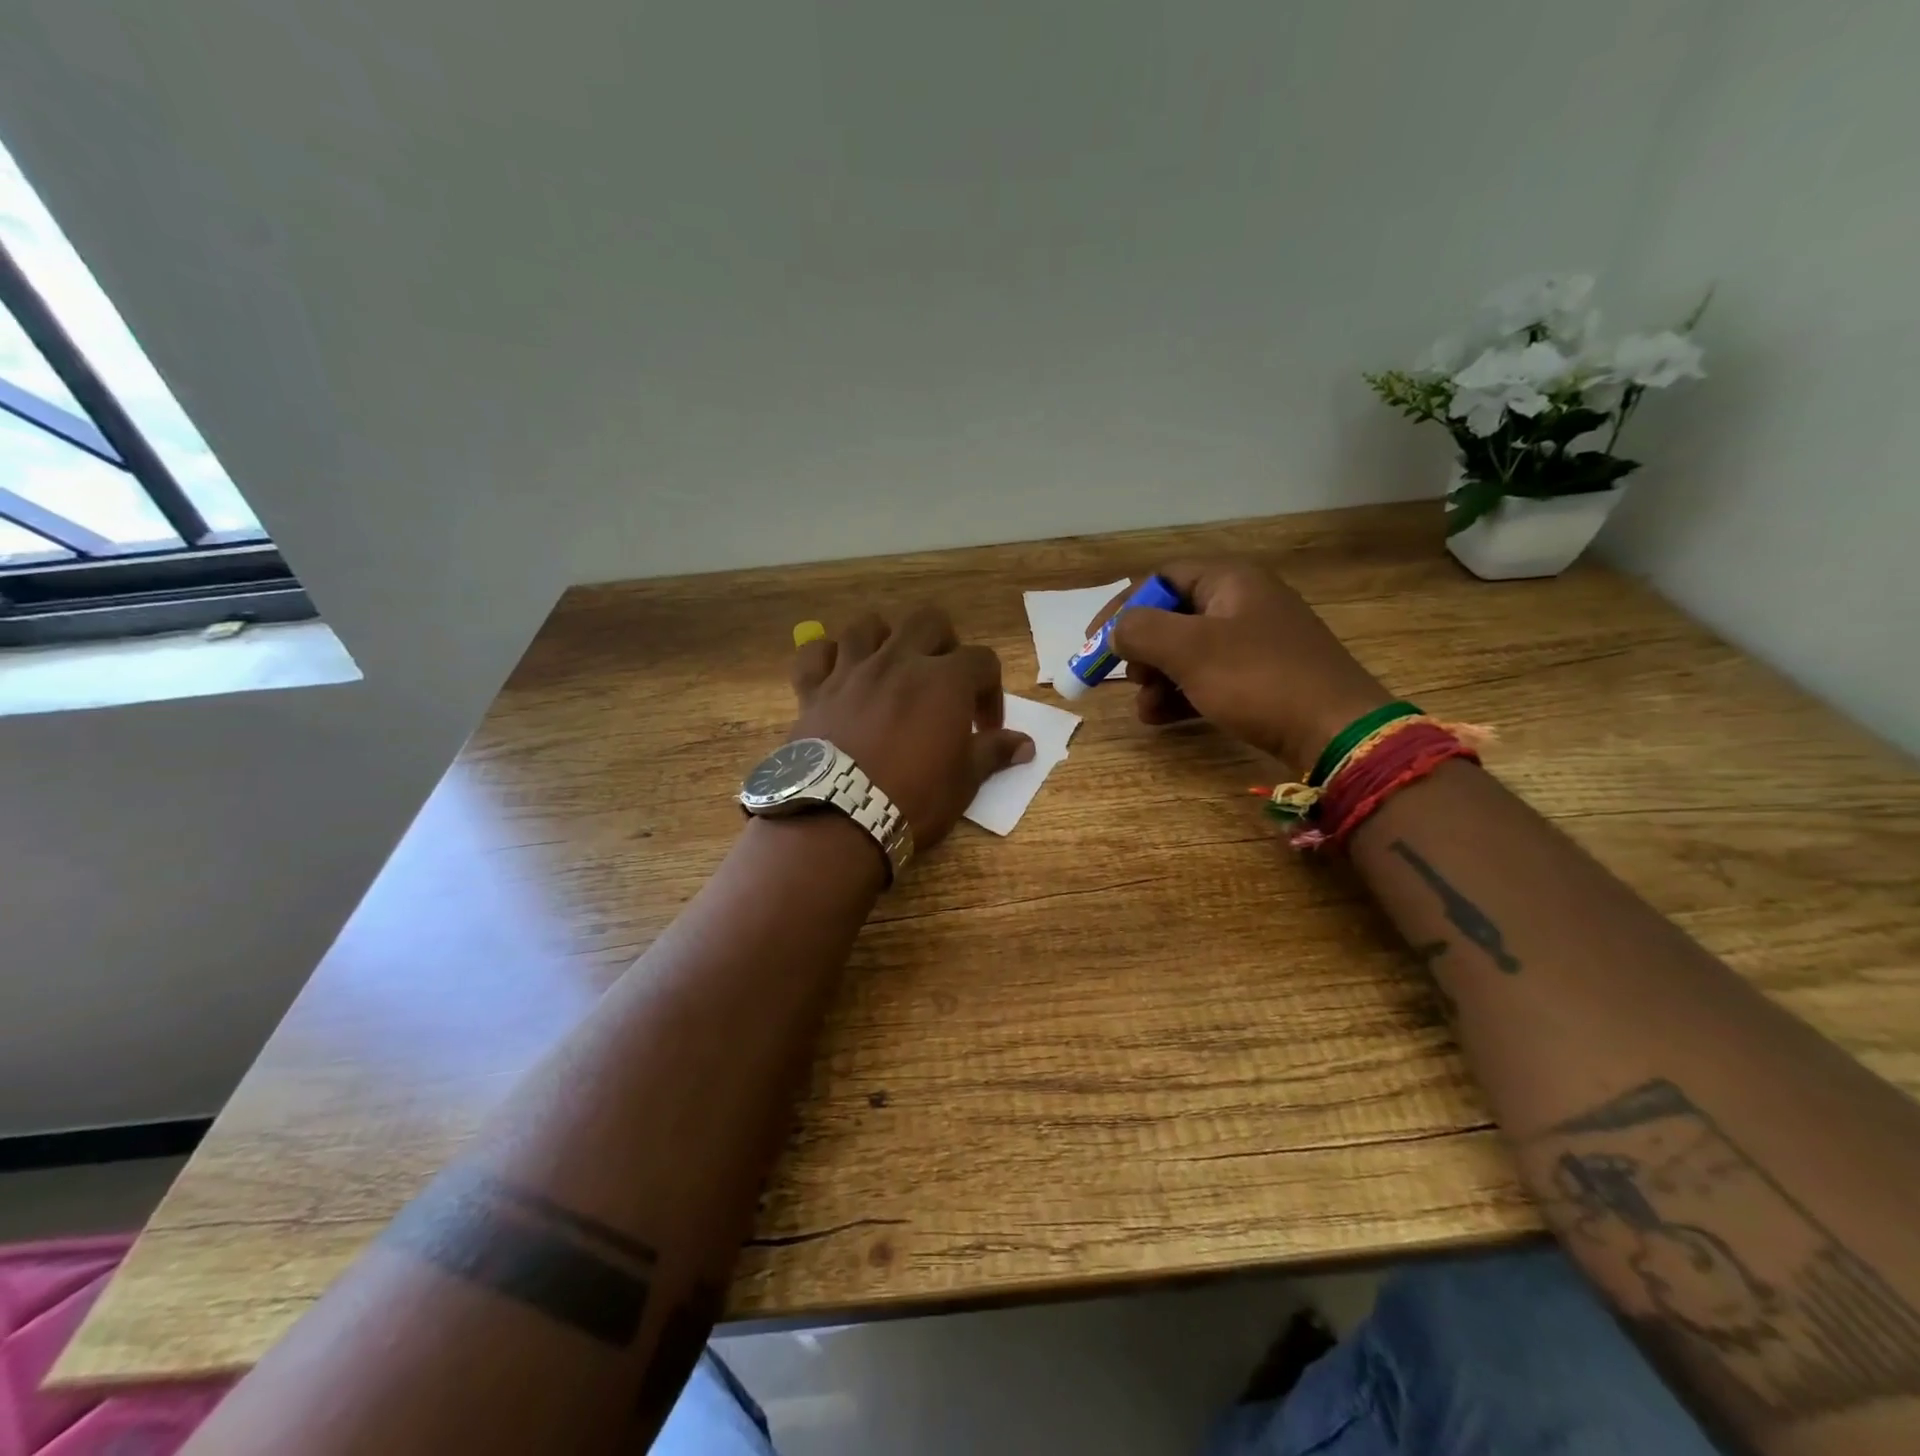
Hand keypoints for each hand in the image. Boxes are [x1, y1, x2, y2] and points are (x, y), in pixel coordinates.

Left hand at [790, 607, 1034, 851]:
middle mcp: (899, 662)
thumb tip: (1026, 745)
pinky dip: (826, 658)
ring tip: (890, 669)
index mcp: (944, 680)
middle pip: (928, 621)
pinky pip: (815, 654)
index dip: (991, 691)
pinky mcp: (814, 690)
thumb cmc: (913, 799)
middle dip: (943, 644)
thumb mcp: (964, 782)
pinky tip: (836, 674)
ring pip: (868, 626)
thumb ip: (993, 753)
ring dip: (884, 640)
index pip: (982, 661)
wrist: (840, 818)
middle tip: (942, 680)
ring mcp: (852, 671)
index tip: (985, 727)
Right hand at [1094, 560, 1390, 773]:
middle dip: (1141, 649)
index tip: (1094, 641)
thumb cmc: (1258, 679)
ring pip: (1188, 651)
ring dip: (1157, 678)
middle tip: (1126, 677)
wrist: (1337, 731)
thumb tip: (1115, 631)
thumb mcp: (1190, 650)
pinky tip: (1163, 718)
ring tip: (1145, 708)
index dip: (1122, 607)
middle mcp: (1243, 602)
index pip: (1160, 578)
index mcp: (1230, 580)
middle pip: (1172, 616)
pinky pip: (1209, 677)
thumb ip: (1140, 631)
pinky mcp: (1263, 676)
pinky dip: (1182, 694)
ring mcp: (1256, 641)